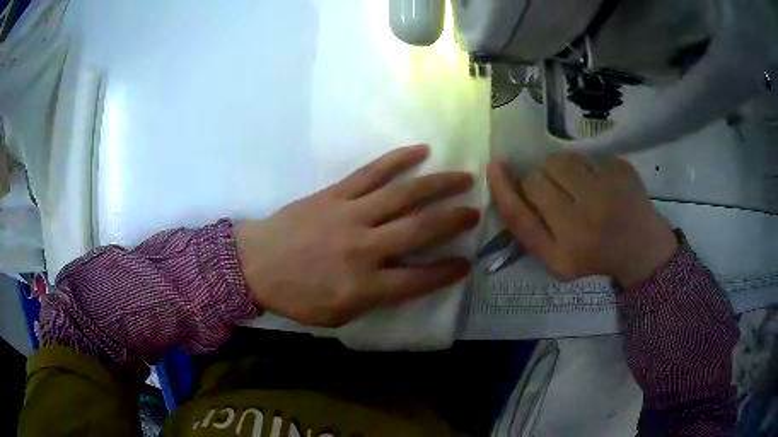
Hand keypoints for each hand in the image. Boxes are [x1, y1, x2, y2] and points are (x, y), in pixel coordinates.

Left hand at [235, 145, 478, 326]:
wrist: (255, 265)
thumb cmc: (297, 297)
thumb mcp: (337, 316)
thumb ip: (375, 300)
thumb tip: (406, 281)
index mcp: (365, 286)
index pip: (420, 279)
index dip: (448, 271)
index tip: (466, 263)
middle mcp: (365, 248)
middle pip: (421, 230)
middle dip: (454, 221)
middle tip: (476, 212)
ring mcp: (350, 215)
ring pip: (404, 195)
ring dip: (438, 185)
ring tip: (464, 177)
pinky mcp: (335, 194)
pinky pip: (372, 173)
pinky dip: (398, 160)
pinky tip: (421, 151)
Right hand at [487, 153, 676, 286]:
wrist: (641, 247)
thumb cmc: (593, 255)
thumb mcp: (555, 257)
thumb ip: (527, 226)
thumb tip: (501, 176)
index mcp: (565, 251)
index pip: (520, 214)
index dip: (502, 188)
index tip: (495, 166)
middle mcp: (586, 220)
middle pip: (537, 178)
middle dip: (538, 181)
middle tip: (555, 194)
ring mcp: (608, 191)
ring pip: (560, 159)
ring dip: (560, 169)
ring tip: (576, 186)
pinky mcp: (622, 169)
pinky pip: (587, 154)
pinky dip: (585, 165)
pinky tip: (598, 182)